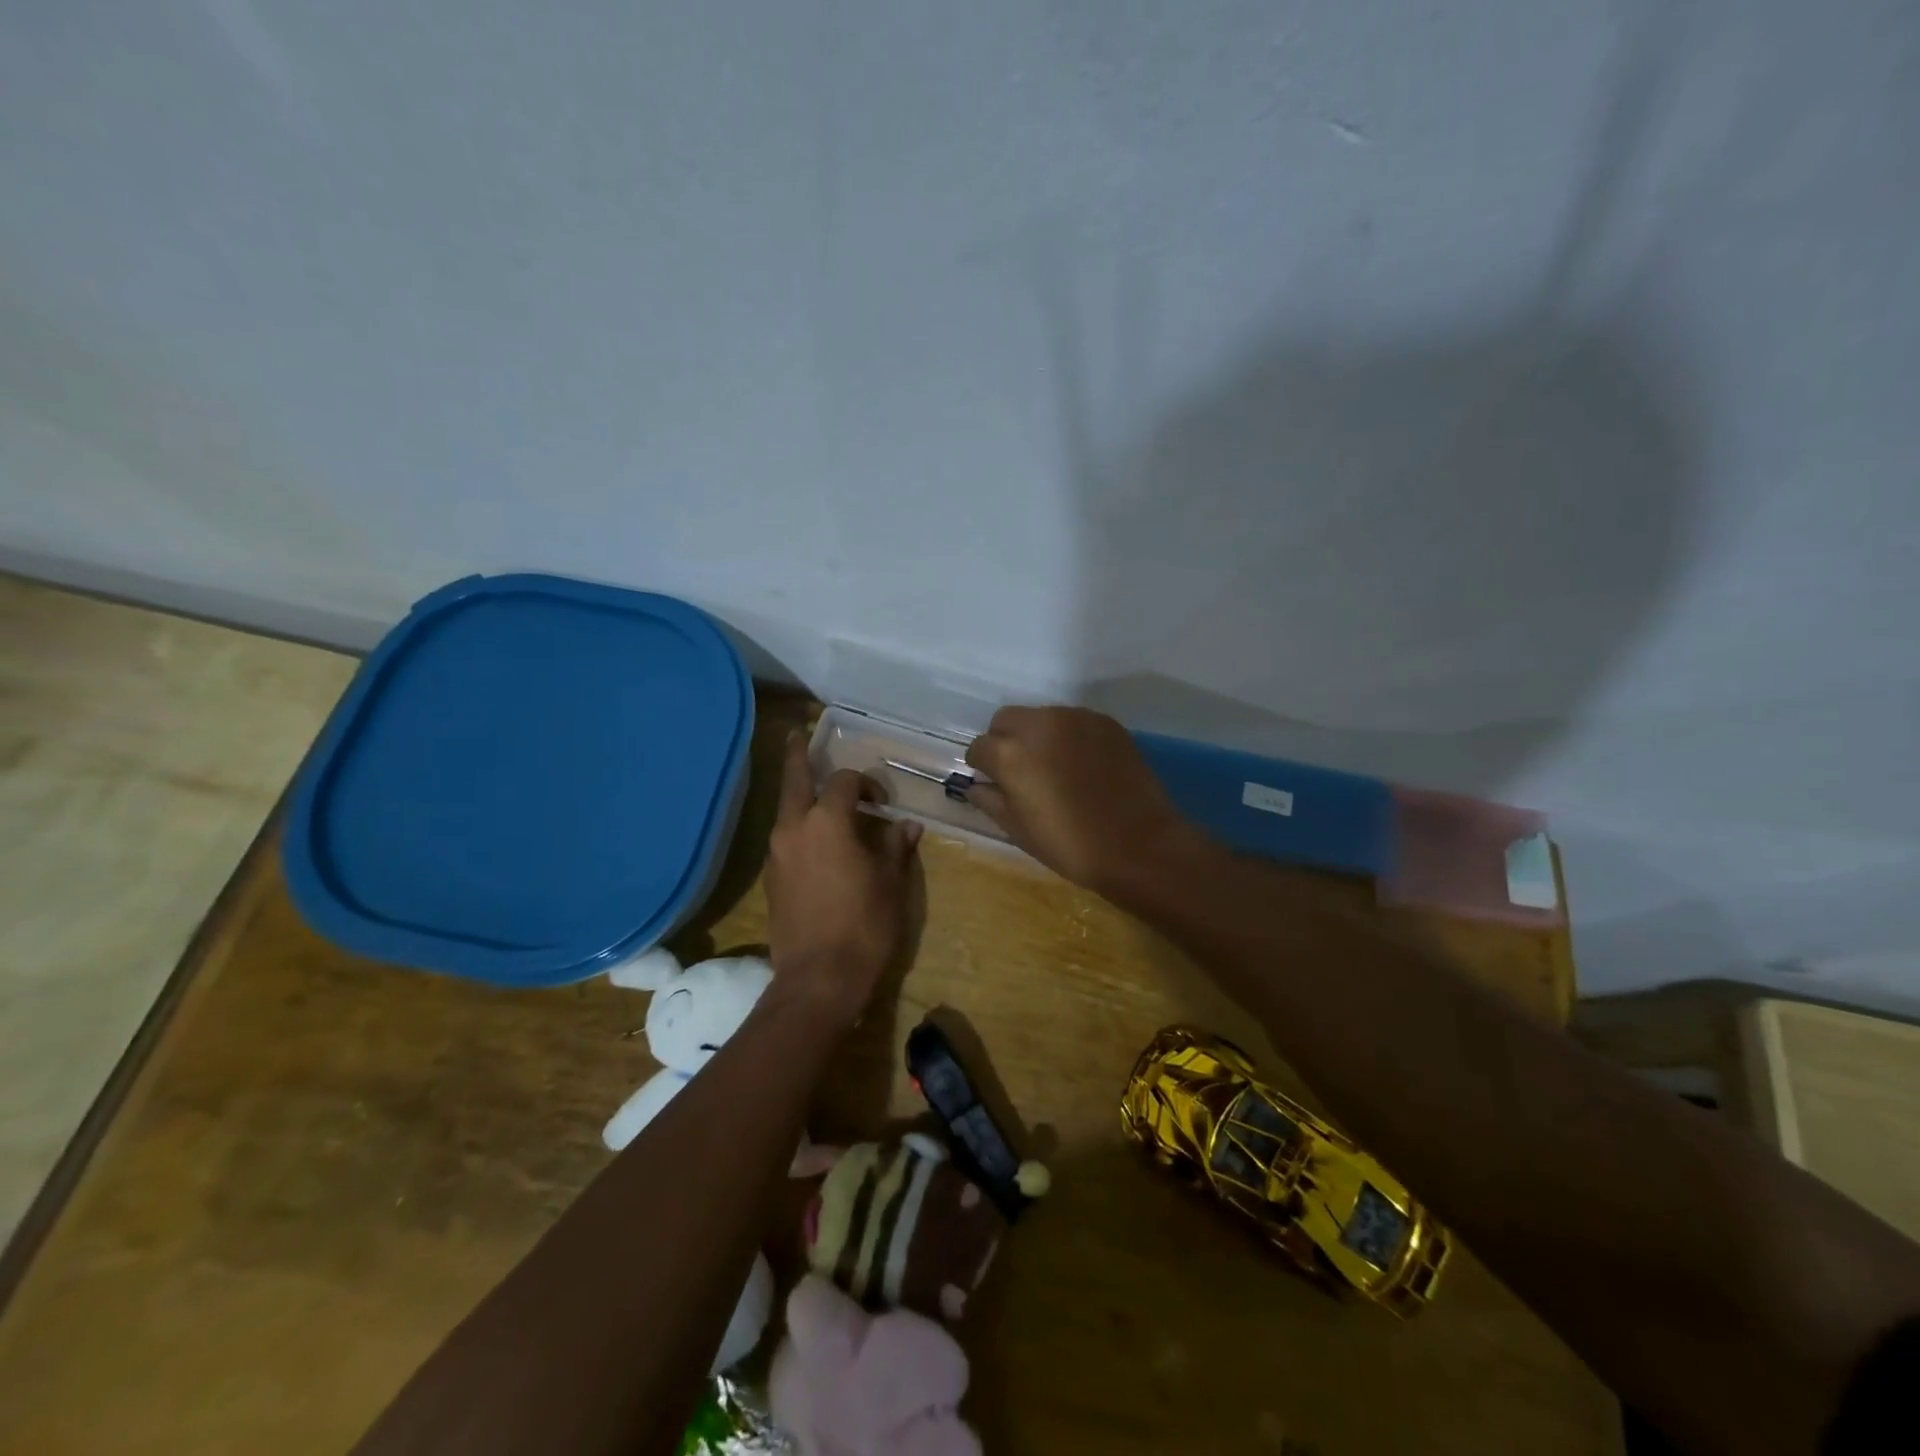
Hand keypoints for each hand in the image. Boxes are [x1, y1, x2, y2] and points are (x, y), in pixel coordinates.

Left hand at [764, 731, 921, 1026]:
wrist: (818, 979)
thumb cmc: (864, 925)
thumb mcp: (891, 883)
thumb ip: (896, 847)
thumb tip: (906, 825)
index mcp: (827, 822)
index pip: (843, 782)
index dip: (865, 783)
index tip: (882, 801)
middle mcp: (794, 828)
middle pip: (794, 779)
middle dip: (796, 755)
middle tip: (796, 735)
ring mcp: (776, 854)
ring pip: (785, 810)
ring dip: (798, 795)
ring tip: (813, 789)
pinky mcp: (771, 878)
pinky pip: (784, 838)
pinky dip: (798, 827)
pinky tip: (815, 841)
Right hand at [965, 706, 1199, 897]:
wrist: (1138, 845)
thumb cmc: (1070, 845)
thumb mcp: (1019, 830)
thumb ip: (991, 800)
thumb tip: (977, 786)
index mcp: (1010, 753)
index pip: (979, 747)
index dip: (982, 767)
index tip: (993, 783)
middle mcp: (1039, 724)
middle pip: (1006, 720)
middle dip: (1005, 741)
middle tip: (1020, 772)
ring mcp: (1075, 718)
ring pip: (1040, 716)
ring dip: (1037, 736)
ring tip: (1054, 767)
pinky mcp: (1105, 721)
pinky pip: (1073, 721)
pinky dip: (1068, 736)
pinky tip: (1081, 765)